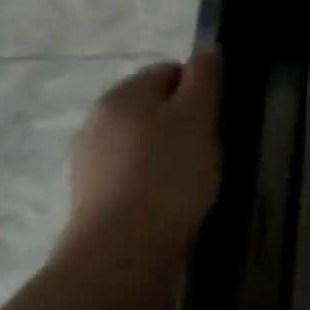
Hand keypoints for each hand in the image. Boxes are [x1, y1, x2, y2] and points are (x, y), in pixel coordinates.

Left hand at [57, 51, 222, 280]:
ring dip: (173, 156)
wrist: (121, 256)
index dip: (201, 90)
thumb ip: (205, 77)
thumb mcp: (198, 115)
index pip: (170, 72)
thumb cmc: (167, 174)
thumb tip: (207, 54)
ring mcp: (91, 166)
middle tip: (212, 149)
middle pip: (157, 109)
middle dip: (187, 124)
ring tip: (196, 182)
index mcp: (121, 96)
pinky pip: (136, 178)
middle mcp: (97, 124)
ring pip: (147, 146)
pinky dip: (157, 185)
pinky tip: (174, 204)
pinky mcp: (93, 203)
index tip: (219, 117)